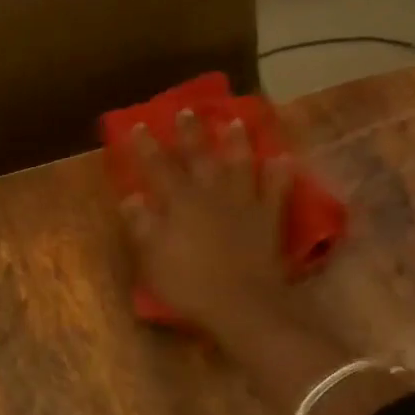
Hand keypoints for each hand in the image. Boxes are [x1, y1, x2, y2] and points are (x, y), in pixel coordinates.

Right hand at [121, 112, 295, 336]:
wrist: (242, 304)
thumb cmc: (189, 285)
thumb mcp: (153, 259)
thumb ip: (142, 225)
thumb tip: (131, 196)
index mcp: (179, 203)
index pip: (158, 169)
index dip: (147, 147)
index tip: (139, 125)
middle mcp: (211, 195)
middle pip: (199, 158)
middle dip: (191, 134)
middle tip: (187, 110)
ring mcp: (244, 204)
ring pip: (239, 165)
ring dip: (236, 143)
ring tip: (235, 121)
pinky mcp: (269, 219)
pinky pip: (277, 190)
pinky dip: (280, 173)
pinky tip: (283, 159)